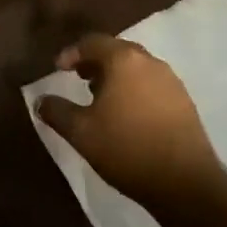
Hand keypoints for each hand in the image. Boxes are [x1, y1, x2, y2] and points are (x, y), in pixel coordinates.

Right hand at [35, 34, 226, 205]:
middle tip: (79, 78)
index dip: (72, 53)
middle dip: (95, 61)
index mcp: (124, 60)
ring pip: (137, 67)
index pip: (93, 42)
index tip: (58, 69)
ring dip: (116, 76)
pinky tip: (128, 114)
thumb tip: (40, 100)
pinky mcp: (185, 102)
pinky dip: (135, 89)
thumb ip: (56, 111)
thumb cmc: (127, 149)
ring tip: (102, 98)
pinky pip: (153, 84)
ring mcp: (172, 81)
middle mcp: (150, 62)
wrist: (186, 184)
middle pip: (117, 50)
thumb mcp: (81, 132)